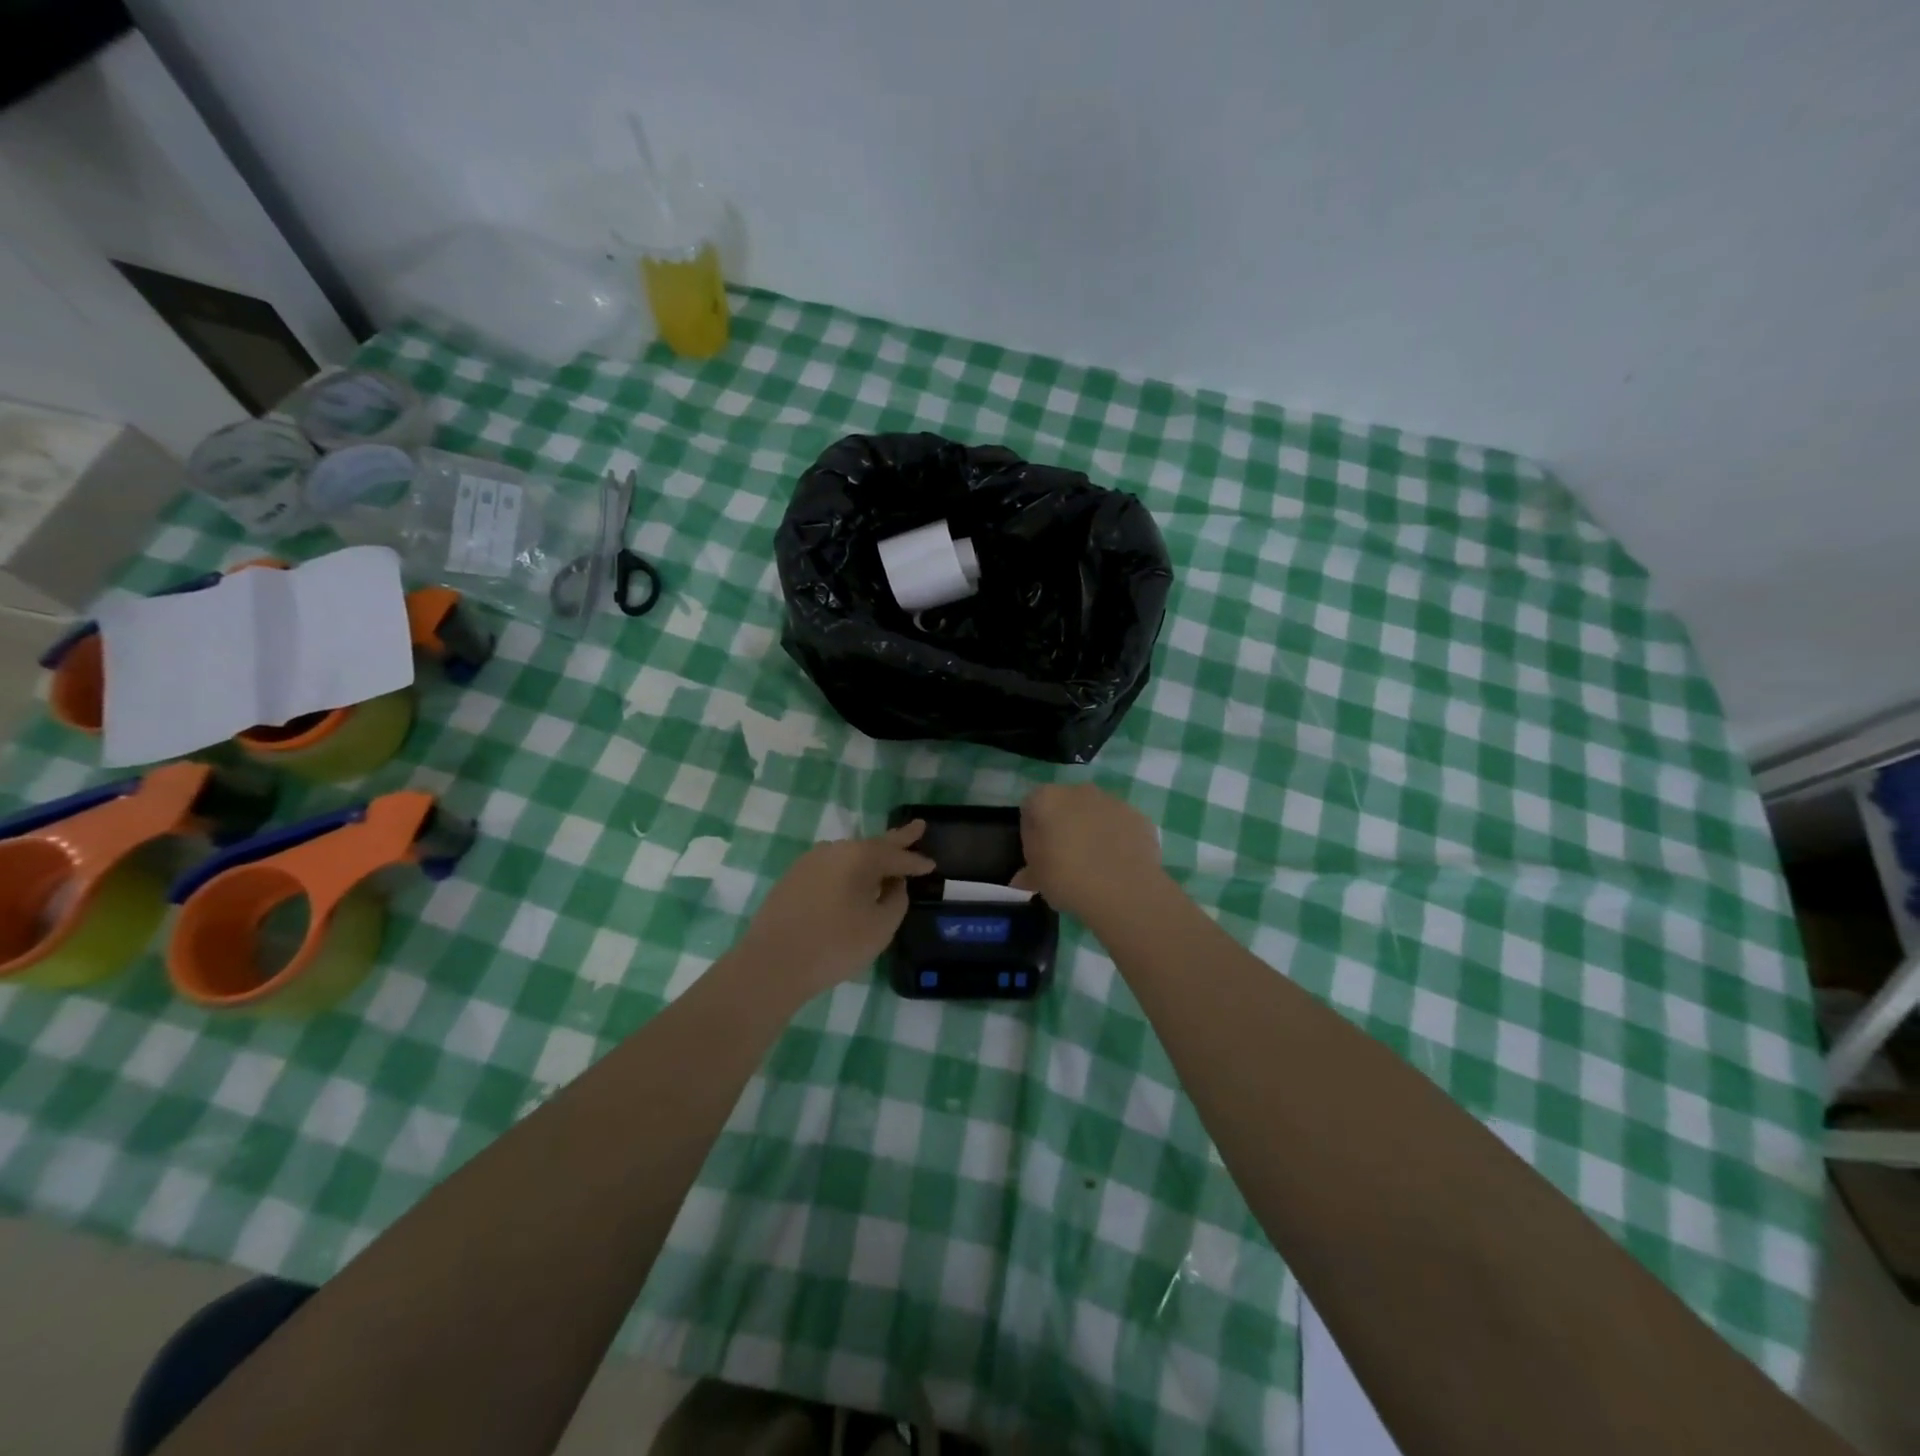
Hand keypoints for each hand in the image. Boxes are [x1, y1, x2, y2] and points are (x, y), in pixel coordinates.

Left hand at [736, 822, 935, 1003]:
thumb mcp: (880, 927)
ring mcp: (810, 861)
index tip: (932, 864)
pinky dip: (848, 870)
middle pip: (874, 843)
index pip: (897, 856)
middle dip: (898, 838)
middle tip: (919, 826)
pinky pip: (832, 867)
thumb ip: (896, 900)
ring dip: (871, 857)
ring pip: (850, 854)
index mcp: (860, 856)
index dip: (916, 862)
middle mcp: (835, 849)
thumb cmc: (835, 945)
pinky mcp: (793, 878)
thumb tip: (894, 885)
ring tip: (887, 859)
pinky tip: (853, 881)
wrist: (772, 964)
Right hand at [1014, 784, 1167, 920]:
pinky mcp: (1138, 816)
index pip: (1030, 808)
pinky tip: (1117, 866)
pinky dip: (1117, 839)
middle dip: (1063, 826)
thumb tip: (1024, 877)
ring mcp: (1112, 801)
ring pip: (1094, 813)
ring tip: (1094, 865)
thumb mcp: (1037, 879)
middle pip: (1064, 806)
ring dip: (1091, 831)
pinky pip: (1120, 826)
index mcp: (1047, 799)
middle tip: (1064, 859)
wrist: (1124, 890)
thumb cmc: (1068, 878)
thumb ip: (1028, 872)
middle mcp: (1079, 791)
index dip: (1031, 832)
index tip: (1037, 855)